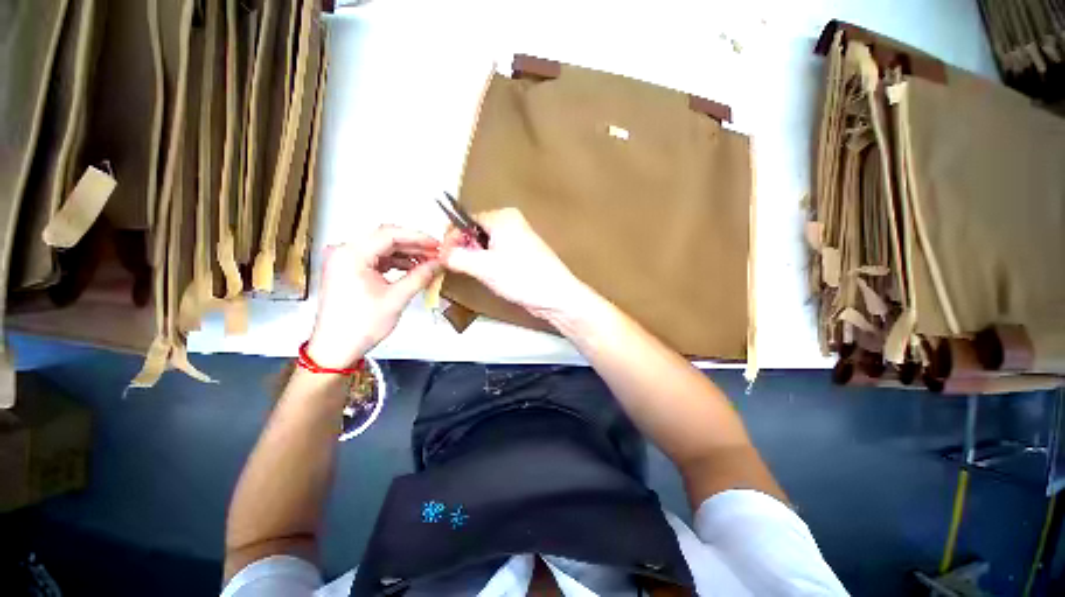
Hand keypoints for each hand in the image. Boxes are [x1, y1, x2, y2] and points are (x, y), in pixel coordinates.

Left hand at [307, 226, 439, 367]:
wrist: (336, 347)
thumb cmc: (359, 326)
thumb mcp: (396, 299)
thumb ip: (420, 276)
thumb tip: (438, 264)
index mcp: (351, 255)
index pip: (389, 234)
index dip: (417, 237)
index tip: (436, 244)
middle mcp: (345, 252)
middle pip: (386, 239)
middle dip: (414, 246)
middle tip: (436, 253)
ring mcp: (345, 261)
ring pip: (382, 248)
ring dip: (406, 254)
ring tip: (428, 262)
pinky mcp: (348, 270)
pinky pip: (376, 259)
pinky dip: (395, 263)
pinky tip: (412, 268)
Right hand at [441, 208, 593, 319]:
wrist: (556, 296)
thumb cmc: (522, 278)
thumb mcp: (484, 267)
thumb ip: (456, 257)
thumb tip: (441, 253)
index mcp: (502, 217)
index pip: (465, 220)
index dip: (453, 238)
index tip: (444, 258)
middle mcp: (511, 221)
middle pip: (476, 231)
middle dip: (465, 249)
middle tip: (460, 268)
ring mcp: (519, 236)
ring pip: (486, 244)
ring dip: (477, 258)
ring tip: (478, 273)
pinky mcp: (523, 252)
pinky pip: (498, 252)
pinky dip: (490, 262)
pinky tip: (493, 276)